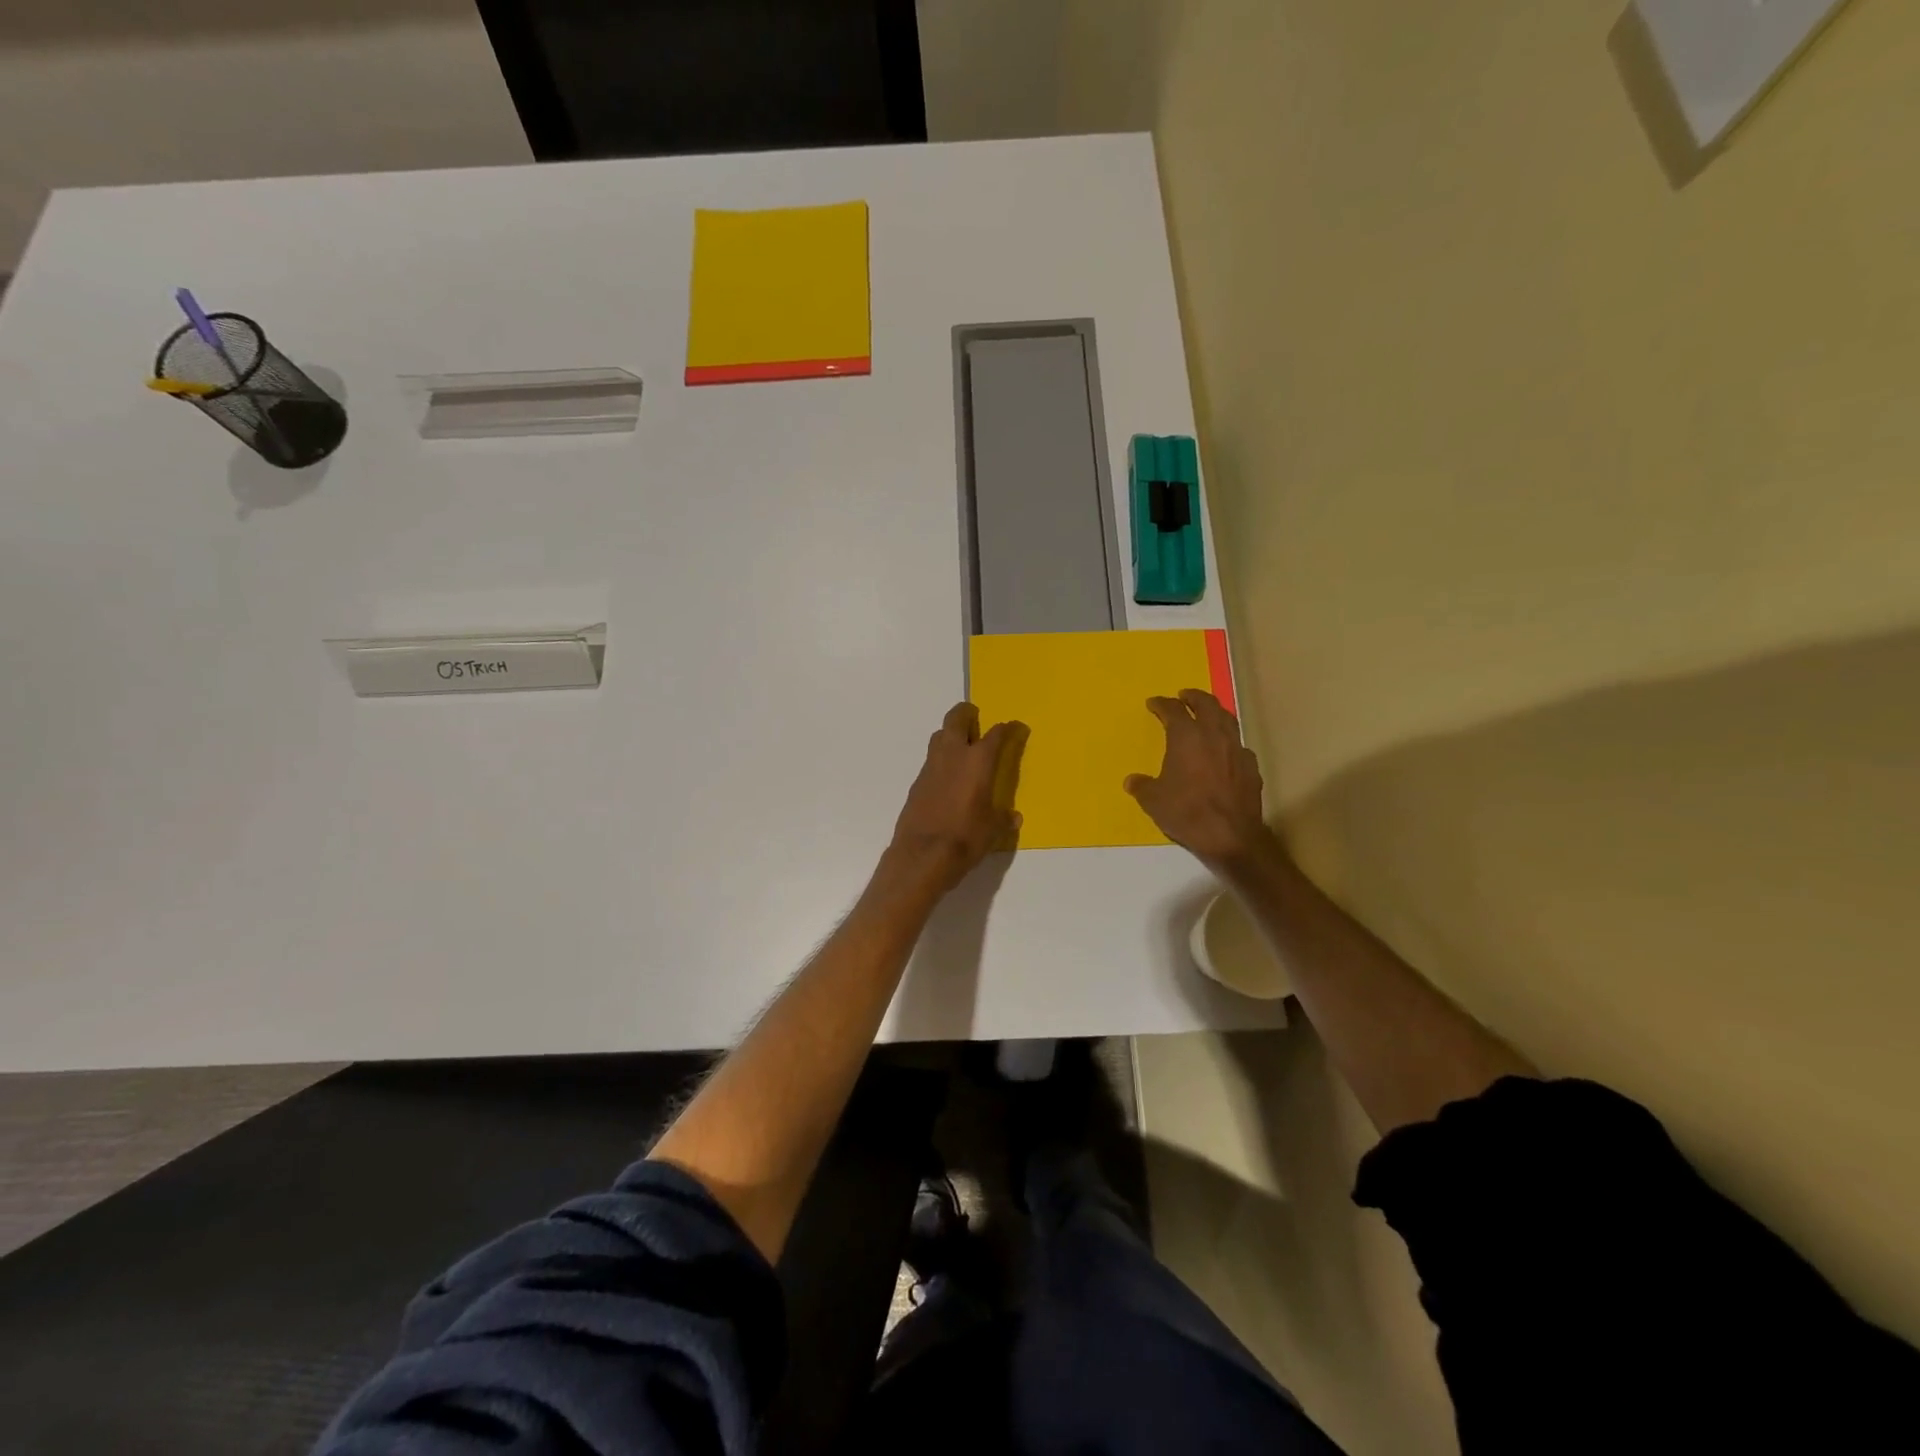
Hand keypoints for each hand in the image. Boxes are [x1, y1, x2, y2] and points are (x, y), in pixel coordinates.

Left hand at [888, 702, 1027, 895]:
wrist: (922, 855)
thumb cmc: (965, 838)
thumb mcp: (992, 830)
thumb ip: (1003, 819)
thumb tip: (1014, 817)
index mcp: (978, 761)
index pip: (996, 735)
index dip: (1007, 728)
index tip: (1014, 727)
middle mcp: (953, 755)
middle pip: (956, 719)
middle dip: (967, 714)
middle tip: (976, 718)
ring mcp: (930, 766)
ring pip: (939, 735)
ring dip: (950, 734)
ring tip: (962, 746)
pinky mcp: (917, 782)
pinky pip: (931, 760)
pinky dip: (940, 759)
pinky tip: (947, 776)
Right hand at [1125, 690, 1273, 870]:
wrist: (1230, 836)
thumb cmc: (1187, 812)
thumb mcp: (1153, 801)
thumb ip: (1142, 786)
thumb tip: (1133, 781)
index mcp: (1187, 737)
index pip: (1173, 710)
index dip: (1161, 704)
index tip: (1153, 703)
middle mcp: (1214, 735)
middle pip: (1206, 704)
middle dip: (1193, 697)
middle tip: (1184, 695)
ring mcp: (1236, 749)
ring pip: (1227, 719)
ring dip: (1215, 712)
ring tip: (1207, 714)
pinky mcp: (1251, 767)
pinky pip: (1238, 745)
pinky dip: (1229, 741)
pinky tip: (1225, 750)